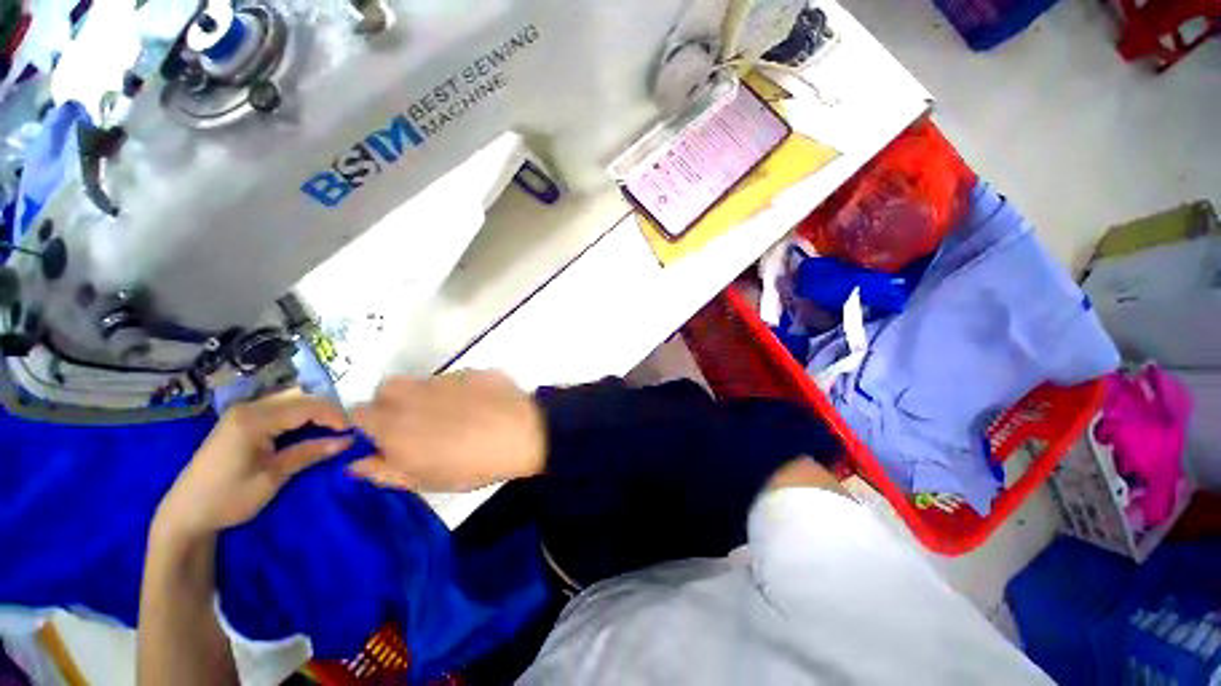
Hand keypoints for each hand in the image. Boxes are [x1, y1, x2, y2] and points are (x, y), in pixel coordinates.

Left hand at [155, 391, 351, 538]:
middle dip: (327, 413)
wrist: (185, 514)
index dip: (335, 416)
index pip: (307, 406)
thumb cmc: (228, 498)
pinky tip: (307, 432)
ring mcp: (242, 413)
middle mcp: (249, 408)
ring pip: (291, 402)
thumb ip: (309, 453)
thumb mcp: (273, 477)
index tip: (353, 432)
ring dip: (314, 414)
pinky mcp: (241, 421)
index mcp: (254, 419)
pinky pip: (279, 410)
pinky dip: (298, 418)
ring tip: (330, 432)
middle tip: (345, 432)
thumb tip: (348, 441)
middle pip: (300, 399)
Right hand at [350, 370, 545, 492]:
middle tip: (417, 425)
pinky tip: (479, 405)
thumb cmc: (470, 465)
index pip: (356, 413)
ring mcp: (443, 378)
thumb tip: (354, 463)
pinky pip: (454, 378)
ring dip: (425, 395)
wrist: (522, 433)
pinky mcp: (472, 370)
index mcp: (392, 422)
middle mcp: (411, 393)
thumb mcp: (423, 480)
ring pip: (421, 382)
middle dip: (392, 405)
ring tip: (451, 415)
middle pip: (386, 390)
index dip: (368, 425)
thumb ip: (383, 471)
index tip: (383, 437)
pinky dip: (458, 389)